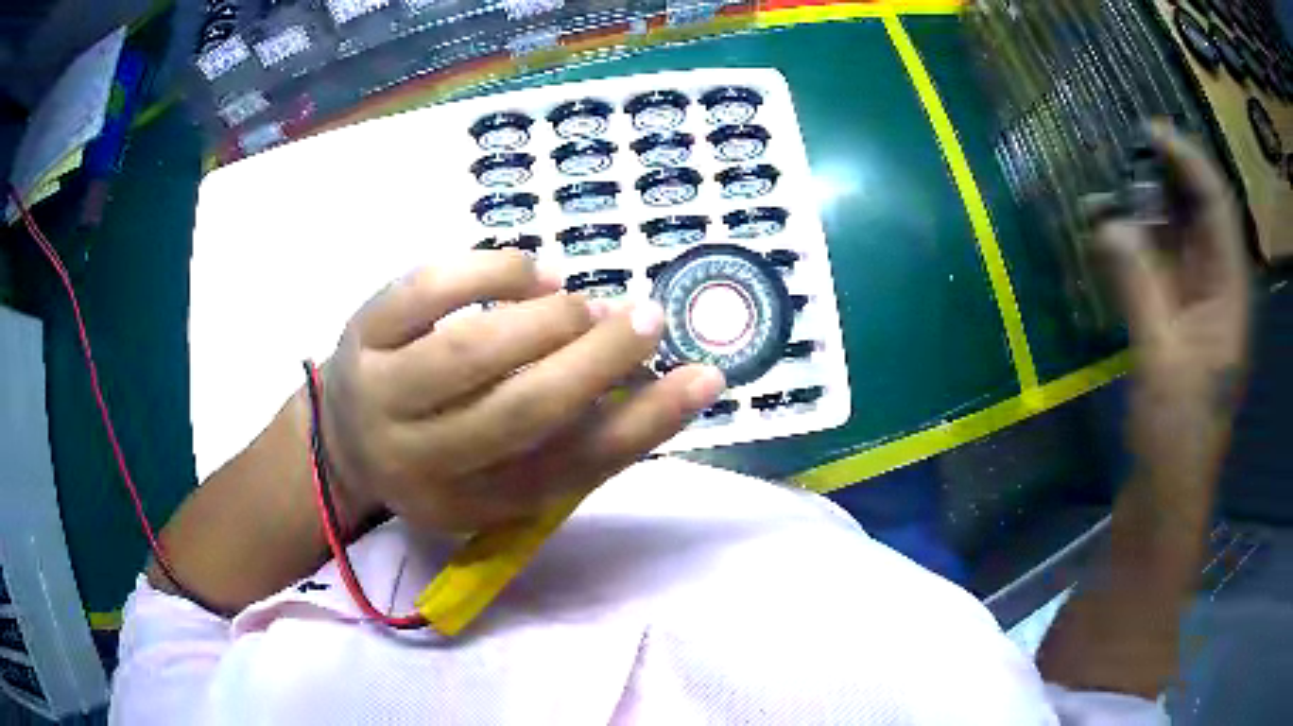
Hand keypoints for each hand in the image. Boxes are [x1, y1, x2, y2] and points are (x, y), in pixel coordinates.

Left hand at [318, 250, 725, 533]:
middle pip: (522, 411)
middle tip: (648, 319)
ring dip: (548, 318)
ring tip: (580, 305)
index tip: (705, 377)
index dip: (645, 423)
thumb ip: (574, 436)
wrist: (345, 441)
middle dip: (599, 359)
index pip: (569, 472)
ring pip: (471, 351)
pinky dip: (494, 271)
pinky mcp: (361, 335)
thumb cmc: (442, 454)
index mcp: (471, 505)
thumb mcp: (503, 471)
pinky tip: (534, 274)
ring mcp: (381, 395)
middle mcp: (421, 462)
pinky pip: (428, 290)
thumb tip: (651, 376)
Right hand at [1093, 122, 1250, 491]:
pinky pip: (1156, 269)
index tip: (1150, 132)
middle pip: (1197, 215)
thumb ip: (1139, 287)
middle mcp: (1217, 289)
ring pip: (1174, 240)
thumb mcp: (1162, 361)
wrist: (1166, 495)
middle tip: (1120, 156)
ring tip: (1104, 195)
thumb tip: (1107, 222)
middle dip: (1164, 181)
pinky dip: (1133, 249)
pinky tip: (1105, 238)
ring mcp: (1195, 307)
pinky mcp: (1173, 324)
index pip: (1217, 206)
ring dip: (1143, 214)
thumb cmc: (1178, 436)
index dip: (1188, 162)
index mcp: (1230, 293)